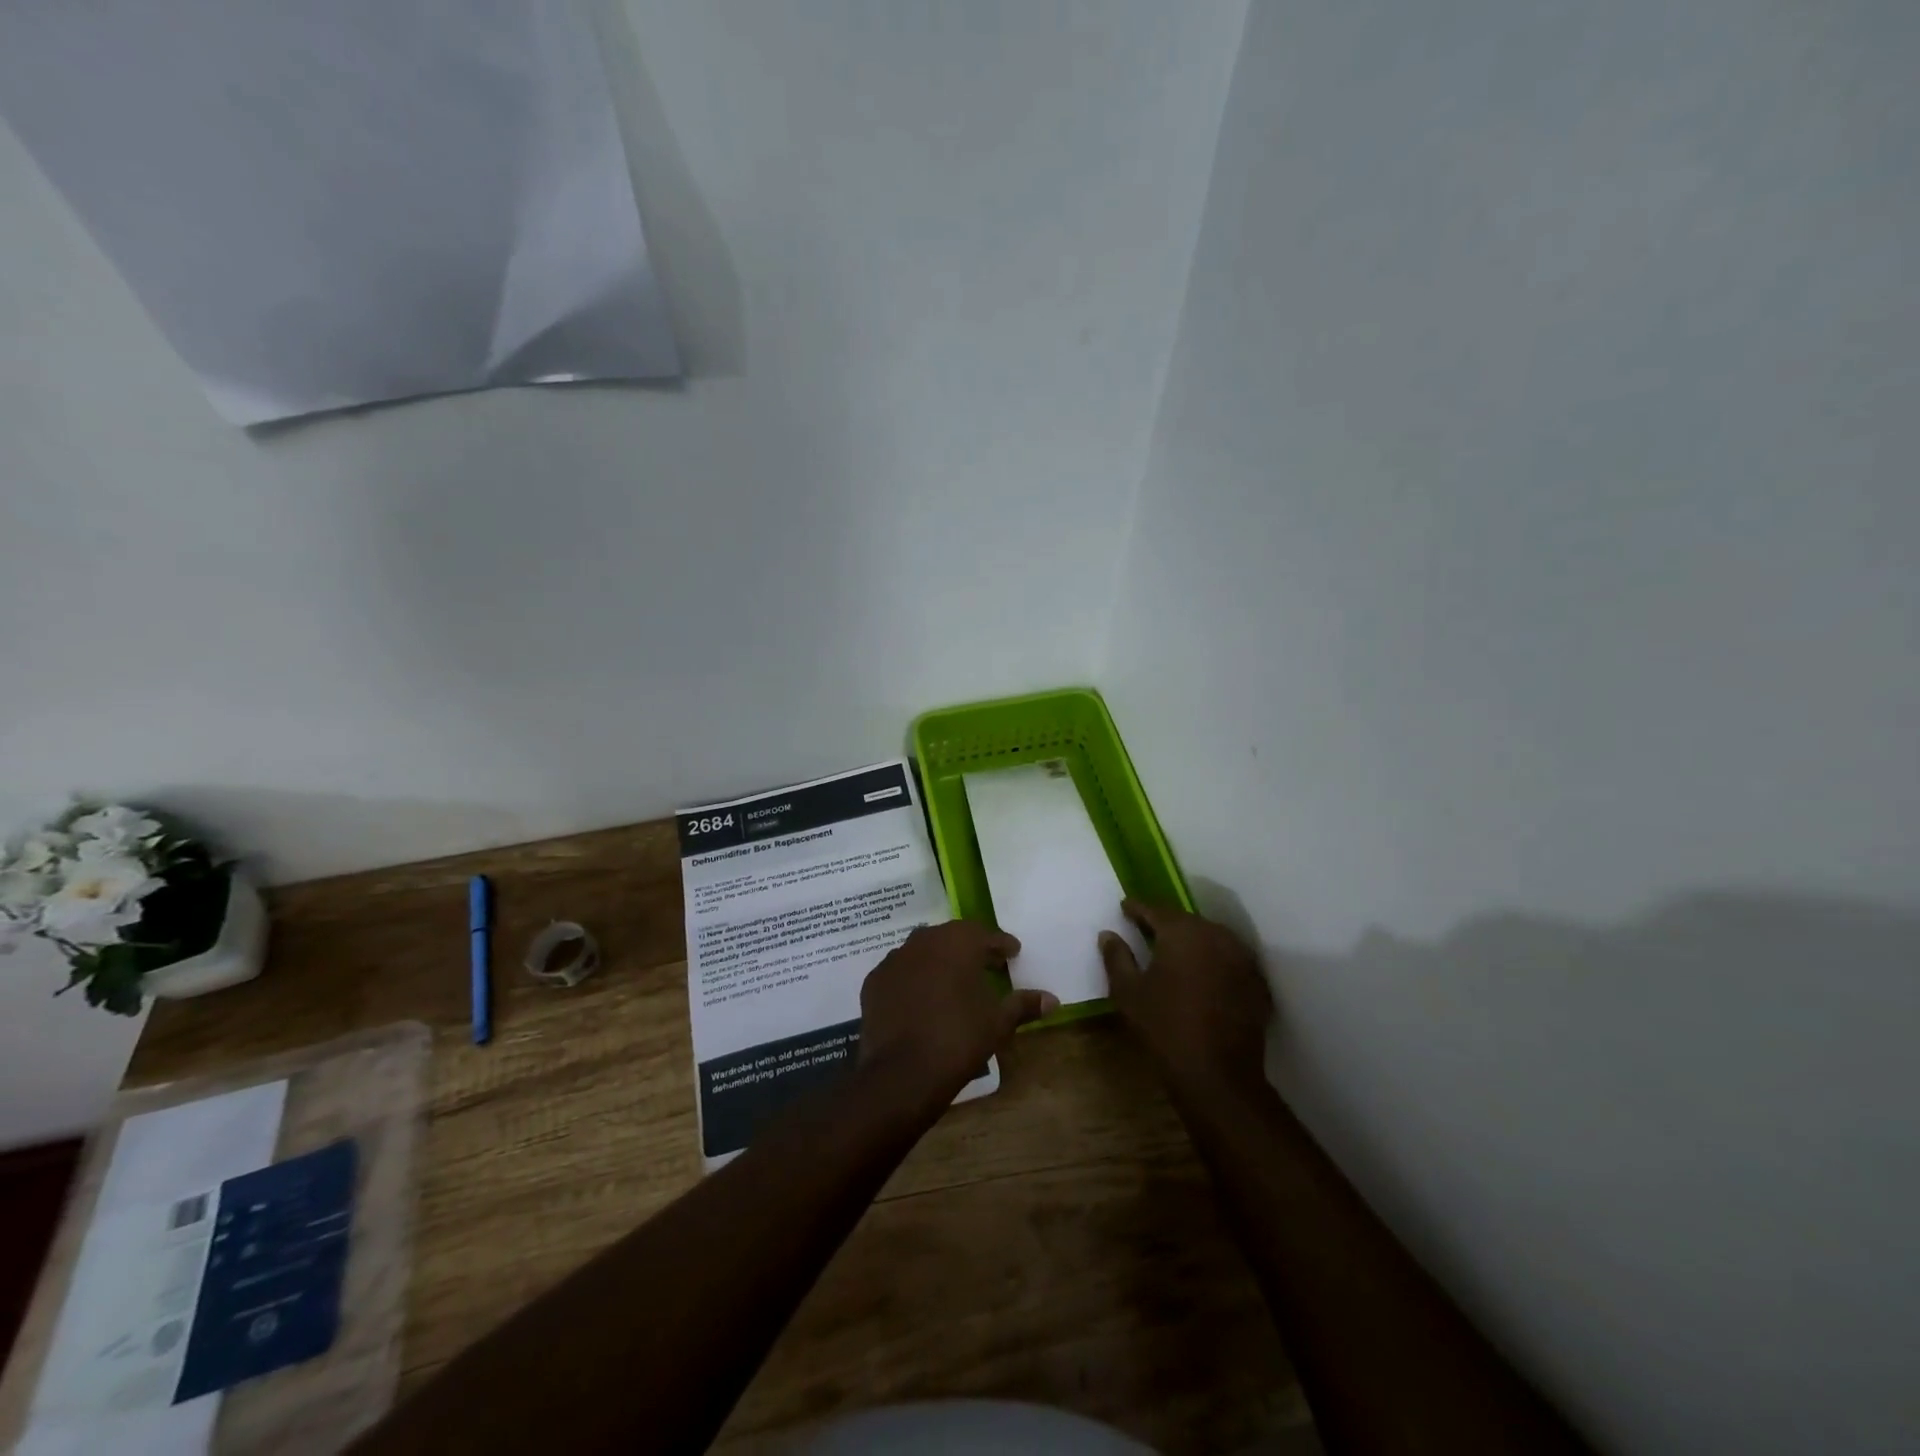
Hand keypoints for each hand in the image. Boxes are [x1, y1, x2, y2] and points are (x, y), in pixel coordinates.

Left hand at [858, 921, 1056, 1111]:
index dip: (1001, 944)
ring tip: (954, 982)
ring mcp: (894, 959)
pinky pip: (901, 971)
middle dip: (971, 948)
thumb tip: (1053, 999)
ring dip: (940, 961)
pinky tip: (922, 998)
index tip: (1012, 953)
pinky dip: (914, 978)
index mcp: (957, 942)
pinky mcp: (874, 981)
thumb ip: (1023, 1005)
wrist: (901, 1073)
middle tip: (987, 964)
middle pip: (953, 937)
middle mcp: (923, 941)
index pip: (985, 934)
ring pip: (923, 951)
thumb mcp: (997, 1022)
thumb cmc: (958, 1039)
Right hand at [1099, 901, 1271, 1099]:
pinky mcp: (1257, 983)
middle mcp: (1216, 935)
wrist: (1217, 1075)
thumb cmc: (1164, 1027)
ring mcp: (1242, 958)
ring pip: (1211, 938)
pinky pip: (1230, 960)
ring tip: (1174, 952)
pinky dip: (1213, 962)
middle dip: (1166, 924)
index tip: (1124, 907)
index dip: (1137, 908)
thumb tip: (1108, 935)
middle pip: (1186, 921)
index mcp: (1182, 932)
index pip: (1155, 909)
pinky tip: (1202, 977)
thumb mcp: (1128, 992)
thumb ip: (1116, 957)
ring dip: (1192, 942)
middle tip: (1147, 930)